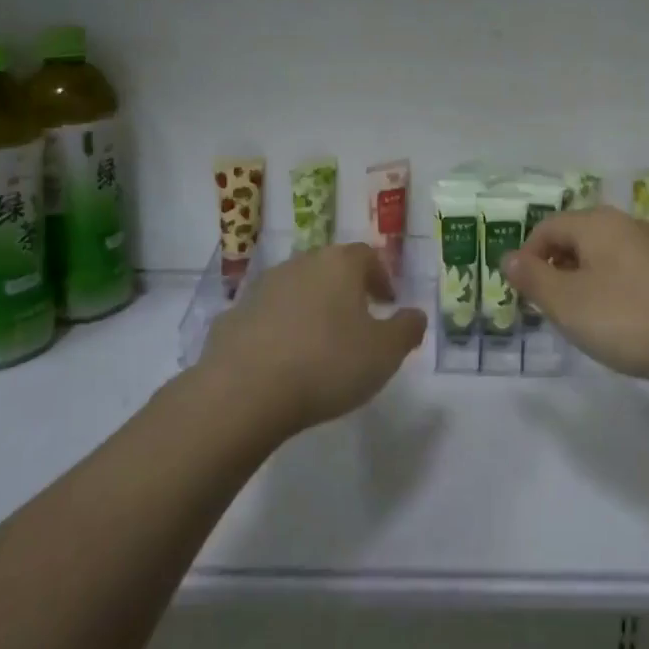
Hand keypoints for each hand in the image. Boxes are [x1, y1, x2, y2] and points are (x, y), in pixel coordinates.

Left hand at [201, 243, 426, 436]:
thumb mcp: (385, 353)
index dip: (381, 277)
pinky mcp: (233, 315)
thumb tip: (415, 315)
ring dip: (310, 307)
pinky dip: (278, 329)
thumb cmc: (327, 364)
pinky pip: (266, 316)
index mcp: (340, 264)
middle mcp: (300, 264)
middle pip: (330, 268)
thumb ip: (407, 329)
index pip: (367, 256)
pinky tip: (282, 360)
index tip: (388, 303)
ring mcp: (262, 287)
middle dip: (345, 289)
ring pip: (296, 289)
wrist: (244, 392)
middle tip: (357, 320)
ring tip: (319, 342)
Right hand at [503, 206, 648, 392]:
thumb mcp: (569, 304)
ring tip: (587, 320)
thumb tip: (508, 257)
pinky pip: (633, 273)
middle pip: (578, 238)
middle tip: (552, 310)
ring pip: (607, 256)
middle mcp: (627, 225)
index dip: (528, 257)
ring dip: (587, 282)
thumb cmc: (632, 318)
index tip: (524, 294)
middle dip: (557, 270)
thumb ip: (534, 280)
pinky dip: (617, 292)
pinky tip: (627, 324)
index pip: (548, 227)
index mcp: (597, 224)